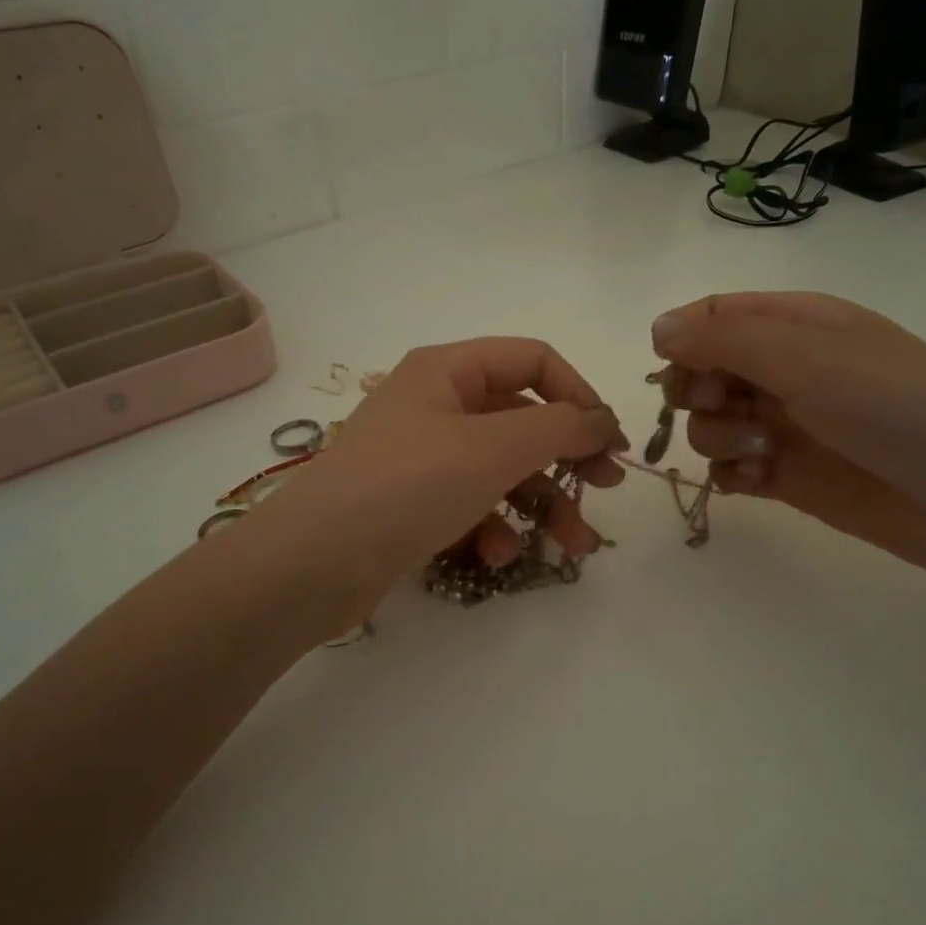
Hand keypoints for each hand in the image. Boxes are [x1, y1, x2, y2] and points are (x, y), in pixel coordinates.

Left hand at [241, 338, 627, 620]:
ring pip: (501, 471)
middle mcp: (434, 405)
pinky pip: (470, 505)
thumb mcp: (494, 448)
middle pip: (521, 421)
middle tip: (606, 492)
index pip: (533, 361)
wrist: (313, 563)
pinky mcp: (412, 505)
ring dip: (541, 506)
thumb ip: (561, 427)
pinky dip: (492, 528)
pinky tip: (496, 556)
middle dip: (567, 460)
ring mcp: (421, 457)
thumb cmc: (408, 485)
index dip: (579, 395)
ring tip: (573, 547)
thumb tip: (604, 420)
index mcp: (448, 370)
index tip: (612, 442)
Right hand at [652, 292, 925, 586]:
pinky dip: (730, 476)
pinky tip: (757, 482)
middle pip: (702, 370)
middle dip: (696, 391)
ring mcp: (786, 425)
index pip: (714, 316)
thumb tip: (657, 329)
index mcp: (796, 324)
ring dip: (717, 437)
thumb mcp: (808, 357)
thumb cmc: (898, 407)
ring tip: (762, 451)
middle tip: (725, 406)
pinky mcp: (789, 476)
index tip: (677, 370)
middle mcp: (785, 370)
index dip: (685, 339)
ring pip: (710, 423)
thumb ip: (725, 340)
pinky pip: (730, 470)